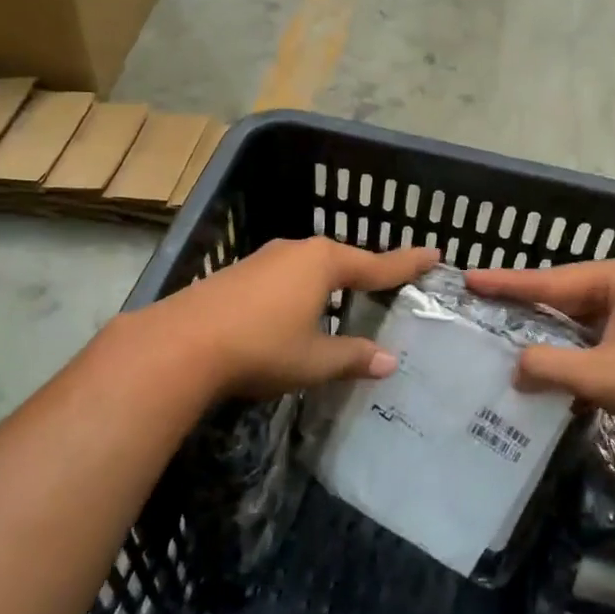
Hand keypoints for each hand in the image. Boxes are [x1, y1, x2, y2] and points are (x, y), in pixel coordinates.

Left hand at [138, 238, 437, 398]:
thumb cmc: (261, 348)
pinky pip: (285, 277)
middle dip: (366, 272)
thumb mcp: (315, 360)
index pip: (377, 264)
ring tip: (346, 300)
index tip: (434, 253)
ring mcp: (264, 259)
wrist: (180, 344)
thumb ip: (353, 357)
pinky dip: (303, 290)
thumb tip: (389, 362)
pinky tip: (298, 312)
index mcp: (324, 263)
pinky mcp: (239, 274)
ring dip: (331, 282)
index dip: (406, 263)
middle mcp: (297, 251)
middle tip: (390, 284)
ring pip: (311, 267)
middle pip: (343, 260)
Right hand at [465, 258, 614, 450]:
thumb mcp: (601, 374)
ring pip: (577, 327)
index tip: (468, 278)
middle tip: (480, 314)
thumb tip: (515, 368)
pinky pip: (594, 346)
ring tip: (503, 347)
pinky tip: (547, 378)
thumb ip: (550, 367)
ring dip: (548, 342)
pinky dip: (572, 361)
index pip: (548, 280)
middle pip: (561, 300)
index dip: (505, 283)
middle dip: (524, 312)